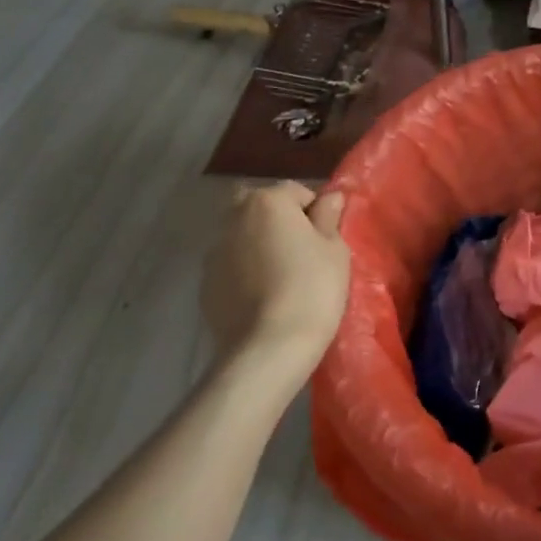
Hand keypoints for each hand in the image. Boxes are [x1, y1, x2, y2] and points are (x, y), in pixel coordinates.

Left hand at [202, 182, 350, 374]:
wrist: (267, 348)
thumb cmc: (311, 289)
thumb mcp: (335, 250)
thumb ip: (329, 217)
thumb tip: (330, 197)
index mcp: (267, 201)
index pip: (297, 191)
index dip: (316, 213)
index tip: (326, 240)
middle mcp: (234, 218)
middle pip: (261, 207)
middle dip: (279, 221)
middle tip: (301, 251)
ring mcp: (214, 252)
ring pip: (243, 236)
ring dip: (259, 245)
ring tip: (281, 277)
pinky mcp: (205, 284)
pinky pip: (231, 266)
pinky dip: (245, 272)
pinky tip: (262, 297)